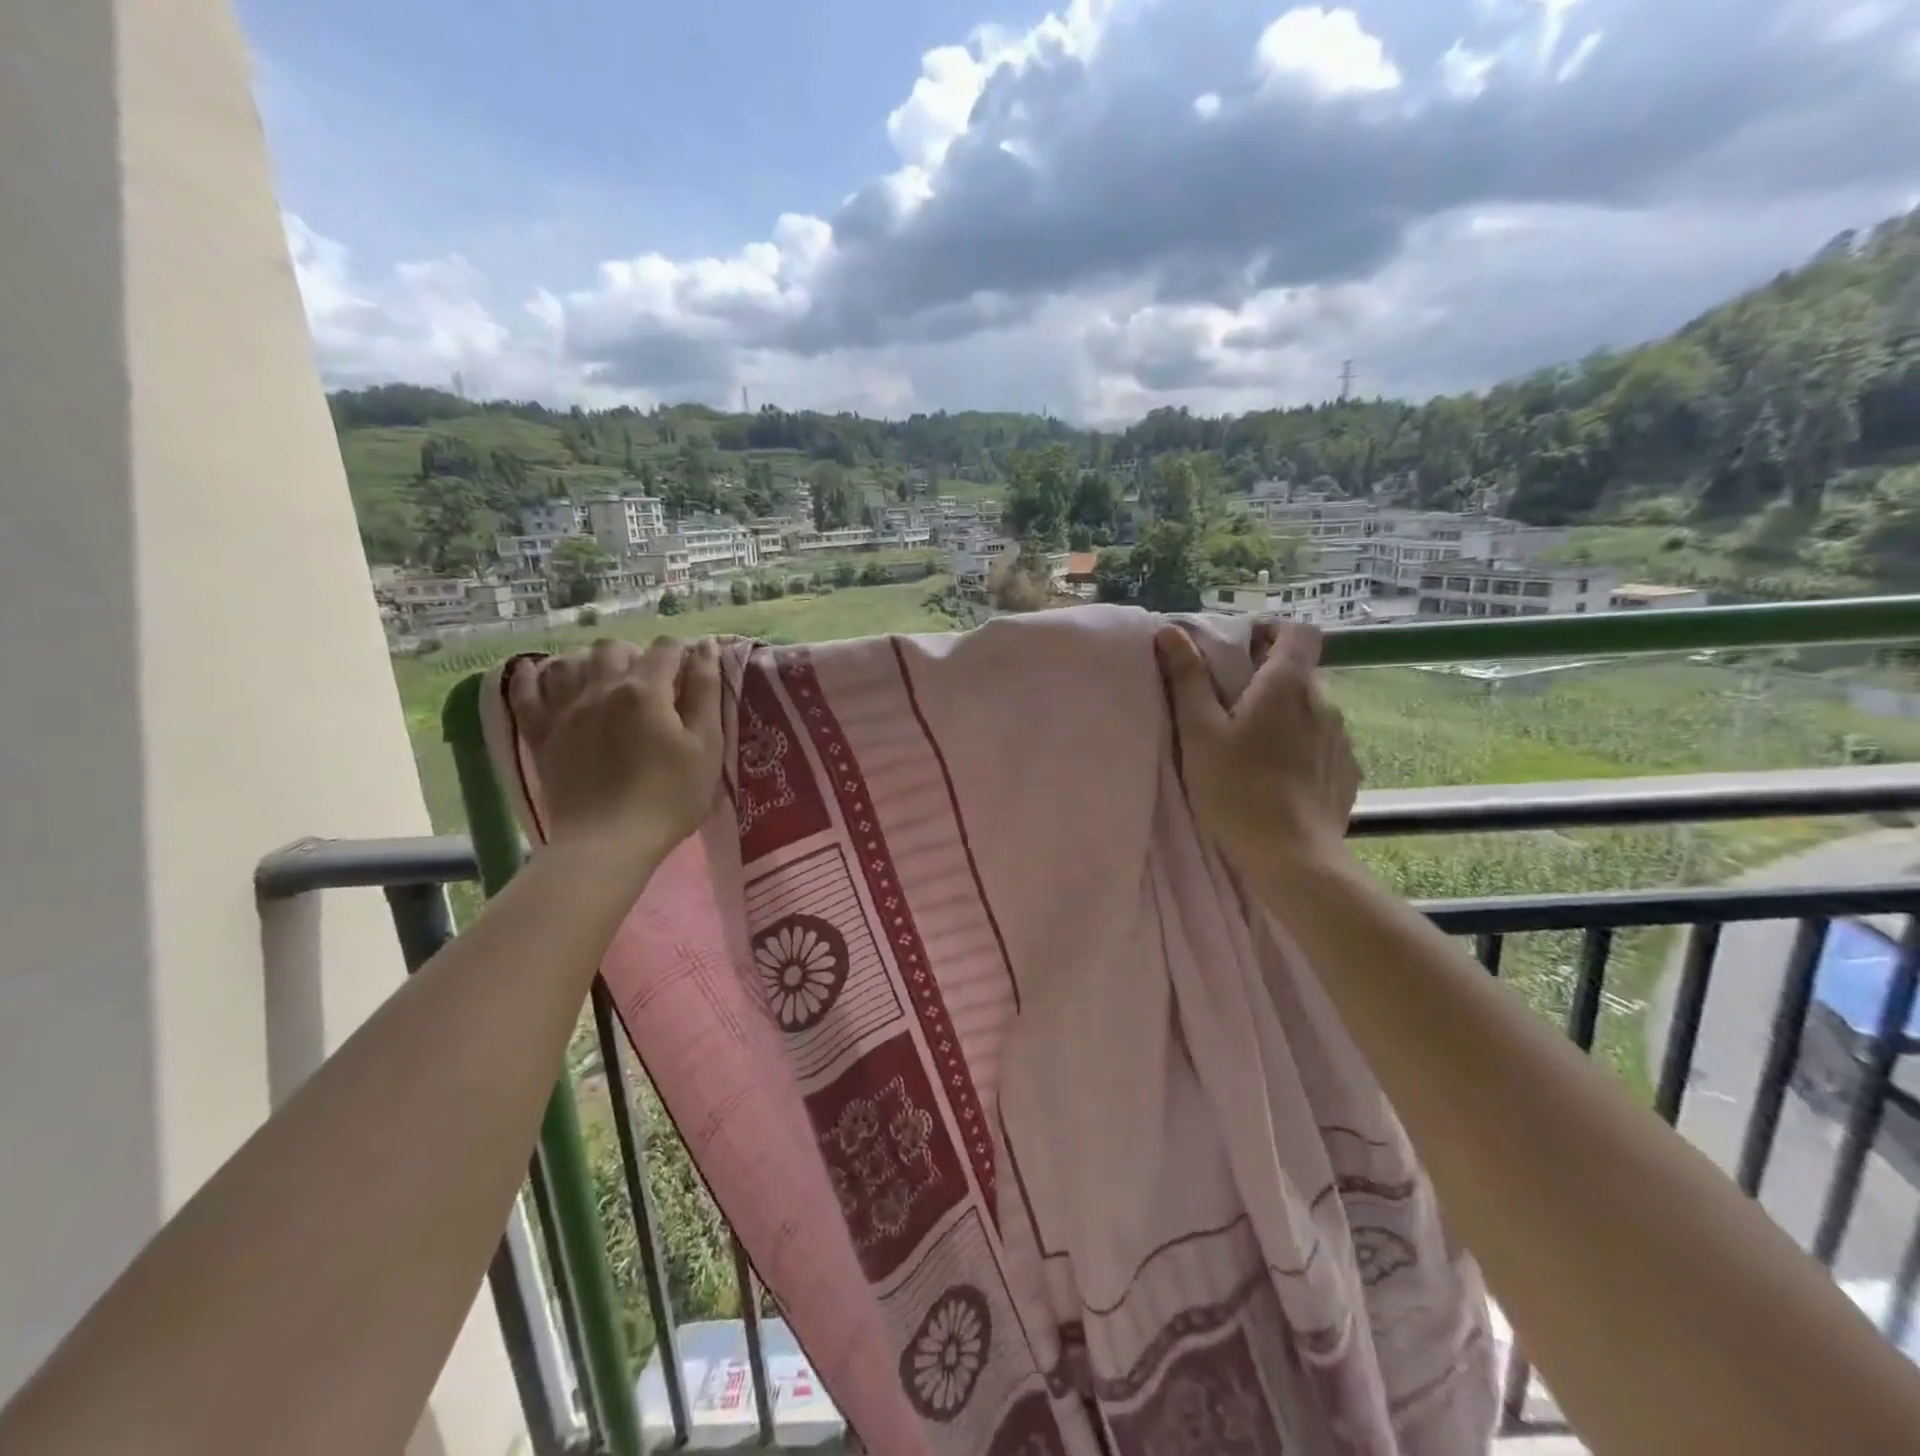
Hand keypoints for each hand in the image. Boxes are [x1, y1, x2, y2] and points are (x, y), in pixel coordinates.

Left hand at [508, 637, 723, 887]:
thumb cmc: (669, 797)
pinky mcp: (542, 735)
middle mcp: (601, 687)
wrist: (607, 843)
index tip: (694, 674)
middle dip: (636, 654)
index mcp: (645, 690)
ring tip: (606, 679)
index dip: (684, 653)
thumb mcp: (706, 746)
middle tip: (653, 682)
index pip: (667, 648)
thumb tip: (706, 647)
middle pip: (614, 648)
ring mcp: (565, 710)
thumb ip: (707, 692)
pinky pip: (526, 692)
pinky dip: (531, 676)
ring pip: (571, 661)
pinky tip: (535, 670)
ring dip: (591, 661)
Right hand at [1155, 619, 1360, 873]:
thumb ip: (1187, 679)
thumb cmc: (1236, 789)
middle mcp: (1324, 702)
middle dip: (1266, 679)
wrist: (1291, 857)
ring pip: (1310, 710)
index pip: (1298, 631)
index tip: (1240, 651)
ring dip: (1284, 716)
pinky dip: (1301, 747)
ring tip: (1252, 748)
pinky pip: (1322, 743)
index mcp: (1287, 684)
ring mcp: (1341, 738)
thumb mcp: (1199, 732)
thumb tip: (1170, 631)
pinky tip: (1278, 777)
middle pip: (1299, 672)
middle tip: (1229, 708)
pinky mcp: (1347, 771)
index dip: (1271, 632)